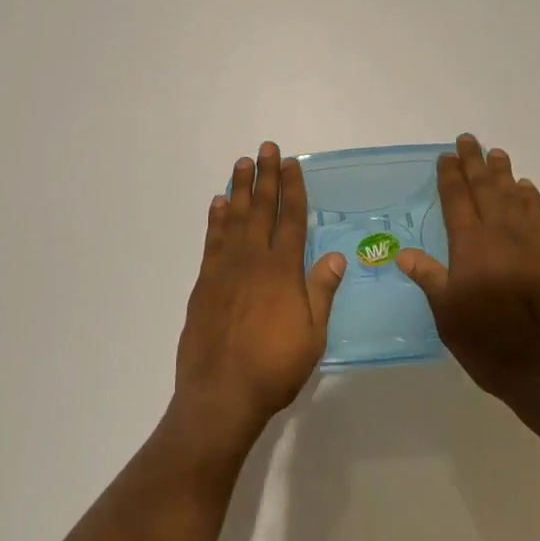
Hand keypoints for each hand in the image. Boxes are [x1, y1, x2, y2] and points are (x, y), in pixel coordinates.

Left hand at [174, 142, 345, 448]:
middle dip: (265, 176)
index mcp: (283, 271)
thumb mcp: (312, 336)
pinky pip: (212, 240)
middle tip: (265, 147)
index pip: (291, 219)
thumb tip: (335, 255)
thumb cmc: (274, 368)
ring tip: (242, 163)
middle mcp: (253, 260)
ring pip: (234, 218)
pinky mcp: (204, 282)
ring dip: (239, 188)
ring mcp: (225, 269)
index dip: (292, 189)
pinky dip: (215, 219)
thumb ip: (321, 291)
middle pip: (261, 209)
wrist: (220, 393)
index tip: (291, 163)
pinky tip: (218, 203)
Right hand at [396, 135, 539, 406]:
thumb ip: (429, 278)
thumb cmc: (488, 343)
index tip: (445, 156)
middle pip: (484, 189)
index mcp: (470, 247)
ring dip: (503, 173)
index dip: (450, 176)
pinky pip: (539, 217)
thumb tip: (402, 252)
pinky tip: (526, 189)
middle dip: (474, 164)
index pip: (456, 201)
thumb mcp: (448, 315)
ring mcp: (529, 243)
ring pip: (513, 197)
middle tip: (468, 140)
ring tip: (496, 153)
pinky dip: (531, 199)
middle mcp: (499, 235)